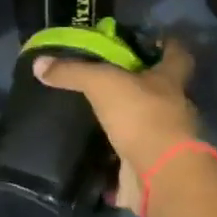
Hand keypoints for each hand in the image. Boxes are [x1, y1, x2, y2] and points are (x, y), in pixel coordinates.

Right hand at [33, 38, 199, 216]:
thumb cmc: (141, 116)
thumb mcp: (102, 83)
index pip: (177, 55)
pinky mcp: (151, 172)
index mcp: (169, 81)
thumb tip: (39, 63)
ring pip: (144, 128)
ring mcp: (164, 144)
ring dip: (125, 126)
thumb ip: (73, 72)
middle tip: (107, 82)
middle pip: (160, 93)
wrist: (161, 176)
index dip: (167, 46)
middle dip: (139, 88)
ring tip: (93, 120)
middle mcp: (173, 110)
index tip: (151, 40)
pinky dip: (112, 166)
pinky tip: (91, 160)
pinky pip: (128, 165)